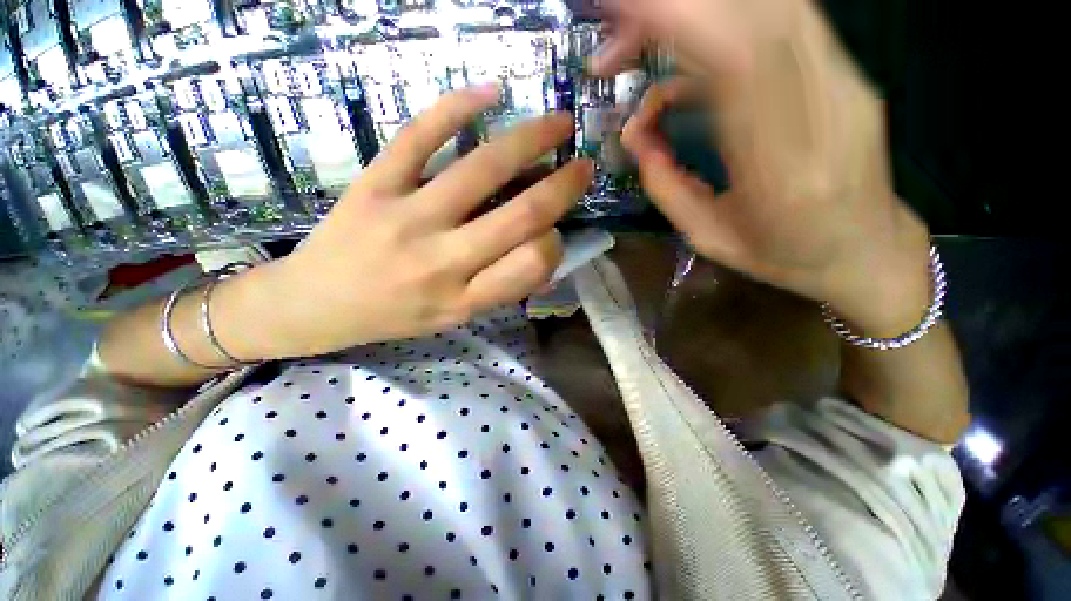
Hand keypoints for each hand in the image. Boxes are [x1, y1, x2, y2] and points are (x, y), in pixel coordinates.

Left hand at [249, 85, 592, 358]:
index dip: (554, 244)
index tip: (554, 231)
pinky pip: (419, 137)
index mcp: (464, 299)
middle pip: (519, 216)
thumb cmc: (393, 316)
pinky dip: (457, 108)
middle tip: (583, 165)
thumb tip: (544, 253)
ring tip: (558, 123)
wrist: (314, 304)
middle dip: (562, 187)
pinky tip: (490, 93)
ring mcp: (406, 219)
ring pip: (481, 170)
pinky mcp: (374, 185)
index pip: (532, 265)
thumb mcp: (454, 318)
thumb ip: (499, 289)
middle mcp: (442, 262)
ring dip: (530, 139)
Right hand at [596, 0, 932, 336]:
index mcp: (784, 169)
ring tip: (640, 37)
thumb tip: (633, 134)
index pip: (738, 59)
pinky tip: (685, 61)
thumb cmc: (784, 256)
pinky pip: (781, 21)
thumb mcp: (708, 238)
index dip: (681, 17)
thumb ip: (666, 186)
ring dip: (697, 10)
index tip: (621, 8)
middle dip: (675, 7)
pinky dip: (723, 22)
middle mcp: (826, 107)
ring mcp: (844, 79)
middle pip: (755, 14)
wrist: (867, 249)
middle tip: (615, 28)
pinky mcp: (844, 69)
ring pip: (770, 7)